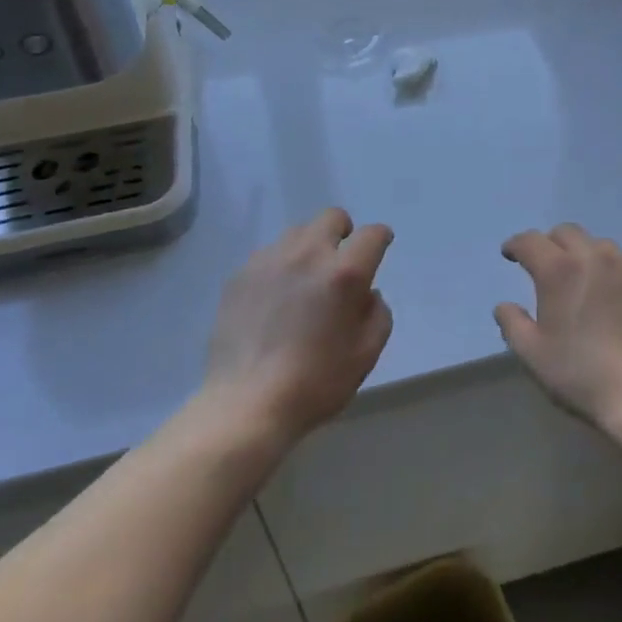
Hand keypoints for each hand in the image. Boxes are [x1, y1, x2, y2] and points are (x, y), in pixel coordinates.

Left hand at [201, 208, 394, 443]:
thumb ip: (378, 315)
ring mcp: (271, 260)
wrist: (246, 404)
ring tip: (305, 279)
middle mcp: (309, 254)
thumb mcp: (365, 355)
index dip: (380, 238)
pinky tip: (275, 296)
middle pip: (332, 217)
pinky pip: (269, 254)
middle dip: (344, 231)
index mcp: (344, 273)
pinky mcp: (241, 274)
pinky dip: (280, 265)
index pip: (372, 235)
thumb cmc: (314, 383)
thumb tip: (368, 294)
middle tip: (340, 261)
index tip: (380, 248)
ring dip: (310, 246)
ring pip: (298, 232)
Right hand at [494, 224, 621, 429]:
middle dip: (549, 243)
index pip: (531, 241)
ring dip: (581, 252)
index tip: (509, 254)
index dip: (516, 244)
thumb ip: (512, 324)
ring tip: (578, 276)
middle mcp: (593, 258)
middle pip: (567, 232)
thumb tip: (504, 306)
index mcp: (559, 270)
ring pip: (598, 245)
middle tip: (543, 264)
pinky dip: (608, 272)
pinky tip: (608, 297)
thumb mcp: (533, 355)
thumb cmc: (582, 374)